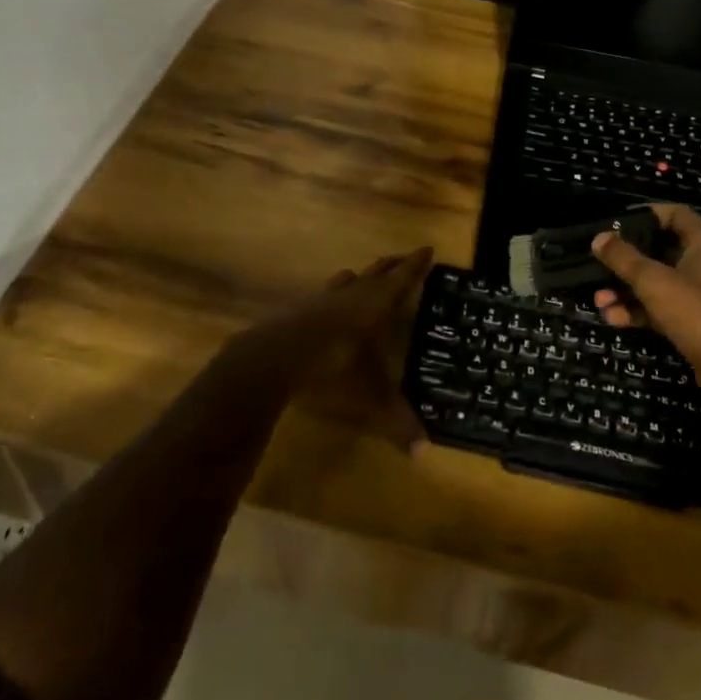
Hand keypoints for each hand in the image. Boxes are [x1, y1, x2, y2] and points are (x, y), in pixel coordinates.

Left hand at [237, 247, 433, 450]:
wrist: (272, 359)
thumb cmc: (332, 368)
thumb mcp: (370, 397)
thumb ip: (396, 419)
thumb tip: (424, 451)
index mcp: (376, 304)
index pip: (403, 277)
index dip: (416, 263)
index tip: (428, 248)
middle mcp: (352, 293)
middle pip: (377, 271)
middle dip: (393, 265)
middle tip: (405, 260)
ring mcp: (322, 298)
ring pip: (347, 279)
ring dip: (360, 277)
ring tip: (365, 279)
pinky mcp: (298, 309)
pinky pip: (323, 295)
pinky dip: (334, 296)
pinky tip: (329, 308)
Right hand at [591, 206, 700, 413]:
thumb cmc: (696, 312)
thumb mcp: (653, 280)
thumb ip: (624, 258)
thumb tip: (599, 238)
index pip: (676, 214)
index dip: (648, 213)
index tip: (618, 222)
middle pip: (659, 250)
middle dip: (627, 260)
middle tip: (600, 263)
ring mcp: (698, 296)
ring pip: (656, 283)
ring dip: (626, 290)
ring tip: (599, 301)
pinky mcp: (692, 323)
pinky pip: (659, 308)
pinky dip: (637, 311)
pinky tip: (612, 319)